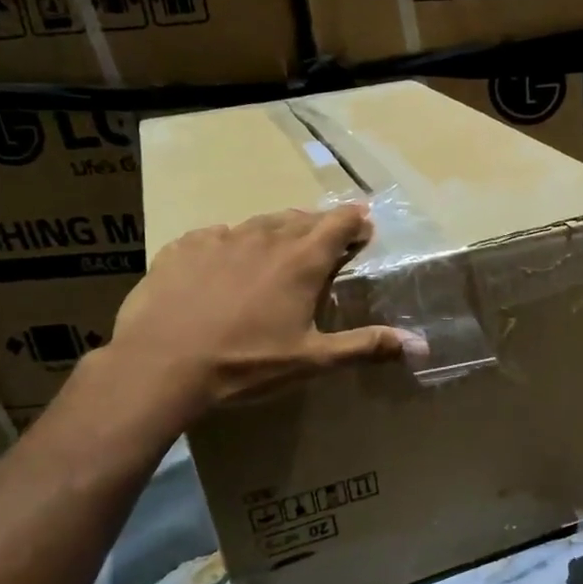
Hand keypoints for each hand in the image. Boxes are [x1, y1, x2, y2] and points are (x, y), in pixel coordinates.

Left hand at [93, 205, 418, 437]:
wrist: (161, 365)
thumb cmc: (246, 363)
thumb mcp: (312, 359)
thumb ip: (366, 346)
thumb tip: (421, 346)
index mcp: (302, 260)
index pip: (340, 222)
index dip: (356, 222)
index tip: (364, 230)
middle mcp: (266, 237)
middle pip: (302, 218)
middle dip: (319, 226)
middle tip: (326, 245)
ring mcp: (221, 238)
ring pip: (260, 223)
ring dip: (277, 231)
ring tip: (279, 250)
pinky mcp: (184, 246)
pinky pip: (217, 235)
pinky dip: (232, 244)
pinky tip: (225, 265)